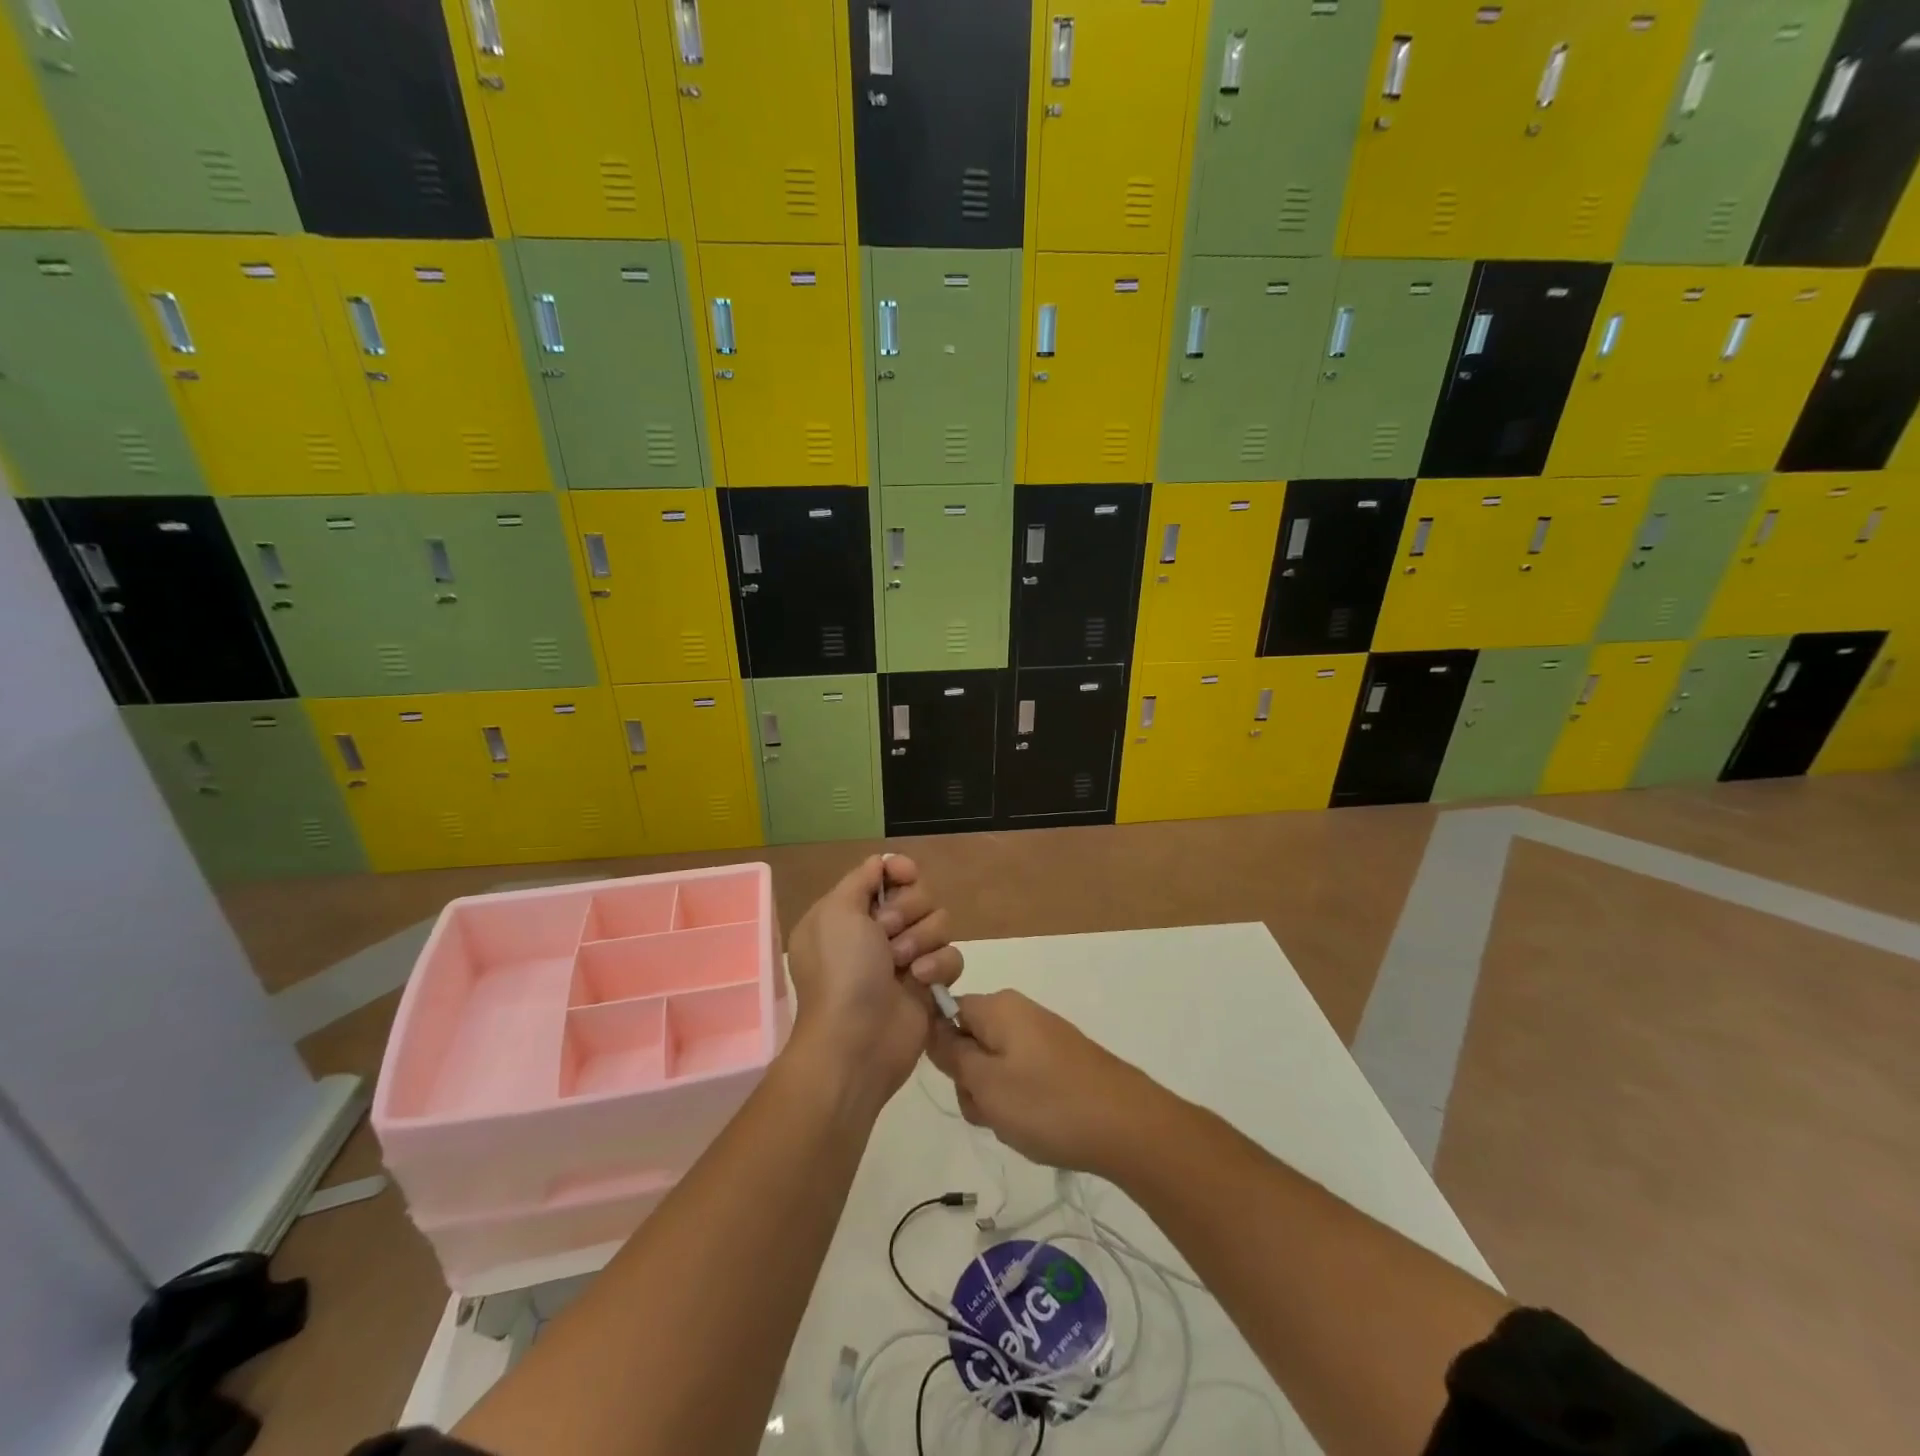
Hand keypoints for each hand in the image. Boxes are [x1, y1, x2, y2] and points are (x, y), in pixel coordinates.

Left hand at [785, 855, 962, 1107]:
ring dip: (922, 938)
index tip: (906, 876)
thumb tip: (880, 863)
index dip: (900, 871)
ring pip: (940, 921)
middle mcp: (877, 931)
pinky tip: (921, 980)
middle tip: (887, 934)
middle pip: (918, 894)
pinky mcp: (930, 983)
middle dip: (908, 910)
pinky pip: (952, 955)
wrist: (856, 1041)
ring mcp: (906, 957)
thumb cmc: (840, 971)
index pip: (887, 874)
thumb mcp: (836, 912)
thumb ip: (860, 879)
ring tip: (901, 964)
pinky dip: (939, 965)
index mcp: (849, 912)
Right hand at [925, 990, 1163, 1176]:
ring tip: (1018, 1124)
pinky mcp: (1060, 1061)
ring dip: (995, 1100)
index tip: (958, 1081)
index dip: (942, 1050)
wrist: (1127, 1125)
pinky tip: (1038, 1126)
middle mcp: (1019, 1012)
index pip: (947, 1013)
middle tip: (991, 1111)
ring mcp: (1042, 1037)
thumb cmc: (1047, 1103)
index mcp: (998, 1006)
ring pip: (995, 1067)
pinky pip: (1022, 1078)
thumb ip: (951, 1054)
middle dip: (972, 1083)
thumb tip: (932, 1028)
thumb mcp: (986, 1083)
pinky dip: (1021, 1104)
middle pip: (971, 1043)